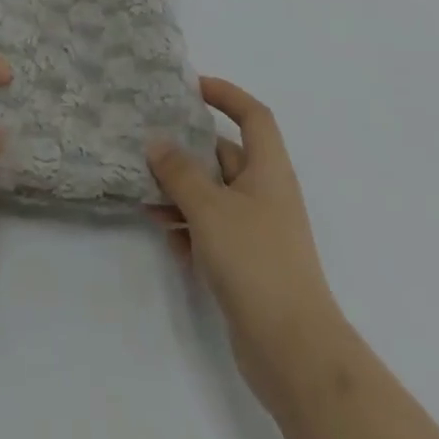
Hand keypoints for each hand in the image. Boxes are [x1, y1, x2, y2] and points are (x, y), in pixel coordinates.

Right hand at [147, 78, 345, 425]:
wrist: (294, 351)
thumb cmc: (255, 260)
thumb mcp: (210, 207)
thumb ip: (179, 171)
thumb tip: (157, 142)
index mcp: (268, 169)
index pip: (252, 115)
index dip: (226, 94)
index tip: (192, 87)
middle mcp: (266, 194)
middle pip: (226, 155)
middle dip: (188, 149)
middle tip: (149, 143)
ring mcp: (258, 232)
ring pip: (214, 196)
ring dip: (181, 192)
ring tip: (144, 194)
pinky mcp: (248, 266)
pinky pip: (213, 232)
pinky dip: (188, 228)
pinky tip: (163, 234)